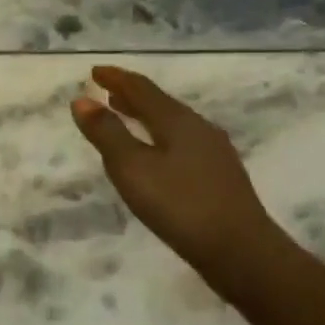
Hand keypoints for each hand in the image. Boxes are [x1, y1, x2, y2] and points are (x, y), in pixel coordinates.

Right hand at [71, 66, 282, 297]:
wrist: (242, 252)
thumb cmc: (180, 205)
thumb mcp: (132, 168)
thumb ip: (107, 134)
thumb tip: (82, 100)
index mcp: (177, 120)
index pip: (141, 88)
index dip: (116, 78)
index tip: (94, 71)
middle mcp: (198, 128)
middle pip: (160, 102)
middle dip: (131, 95)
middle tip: (107, 91)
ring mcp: (213, 152)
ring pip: (173, 123)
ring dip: (146, 116)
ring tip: (126, 117)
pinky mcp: (220, 176)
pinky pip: (182, 142)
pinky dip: (160, 136)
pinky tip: (157, 154)